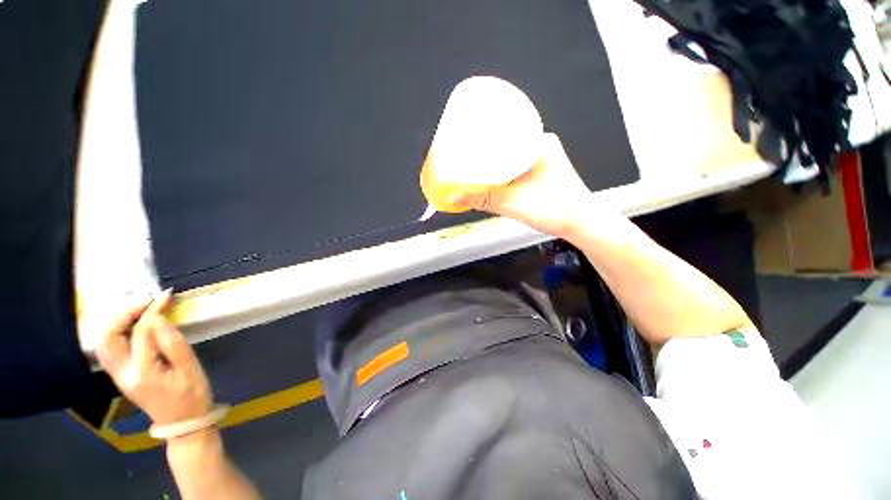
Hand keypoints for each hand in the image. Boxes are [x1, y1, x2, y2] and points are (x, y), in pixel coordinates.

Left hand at [96, 290, 212, 426]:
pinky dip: (117, 332)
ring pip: (104, 342)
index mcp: (142, 372)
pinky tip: (133, 327)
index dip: (153, 310)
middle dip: (124, 314)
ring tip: (140, 311)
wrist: (182, 423)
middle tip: (146, 303)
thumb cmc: (192, 395)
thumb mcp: (190, 369)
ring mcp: (119, 376)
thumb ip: (174, 343)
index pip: (141, 332)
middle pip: (108, 337)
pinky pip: (109, 349)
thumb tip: (159, 318)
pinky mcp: (121, 376)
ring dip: (117, 322)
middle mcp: (123, 373)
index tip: (167, 296)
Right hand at [451, 133, 592, 236]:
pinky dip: (502, 168)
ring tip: (473, 163)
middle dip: (483, 145)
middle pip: (505, 140)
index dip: (483, 128)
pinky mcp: (541, 173)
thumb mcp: (513, 203)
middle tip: (465, 151)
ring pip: (510, 153)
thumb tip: (454, 195)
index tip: (465, 134)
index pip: (505, 125)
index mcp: (539, 142)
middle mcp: (542, 145)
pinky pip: (516, 164)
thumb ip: (483, 200)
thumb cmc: (557, 209)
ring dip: (492, 158)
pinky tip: (492, 175)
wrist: (581, 224)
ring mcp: (543, 159)